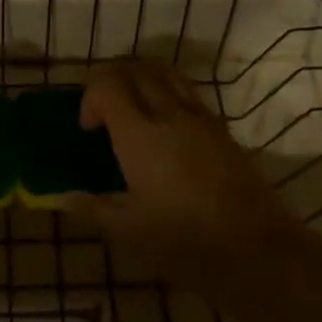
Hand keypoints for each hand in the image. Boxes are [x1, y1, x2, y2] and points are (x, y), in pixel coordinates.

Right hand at [69, 62, 299, 298]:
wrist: (258, 252)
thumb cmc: (185, 242)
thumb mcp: (129, 232)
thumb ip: (93, 208)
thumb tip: (63, 197)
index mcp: (140, 135)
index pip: (108, 84)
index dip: (90, 97)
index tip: (88, 129)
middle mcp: (169, 114)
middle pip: (136, 69)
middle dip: (112, 80)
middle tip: (105, 112)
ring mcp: (200, 118)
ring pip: (166, 73)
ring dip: (142, 79)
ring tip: (134, 109)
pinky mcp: (222, 129)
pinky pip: (188, 92)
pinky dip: (168, 93)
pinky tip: (166, 128)